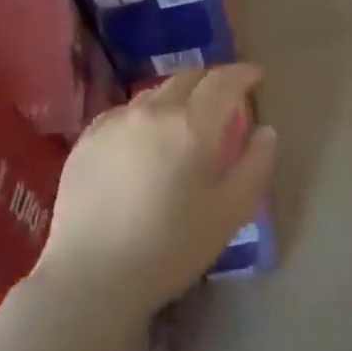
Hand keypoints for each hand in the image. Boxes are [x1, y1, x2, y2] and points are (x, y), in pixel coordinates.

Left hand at [35, 65, 276, 318]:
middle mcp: (152, 111)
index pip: (224, 81)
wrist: (93, 276)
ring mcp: (113, 122)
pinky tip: (144, 140)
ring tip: (184, 120)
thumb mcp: (231, 211)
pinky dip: (144, 115)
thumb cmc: (172, 247)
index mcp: (192, 124)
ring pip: (154, 94)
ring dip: (177, 97)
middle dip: (211, 81)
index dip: (243, 74)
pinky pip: (124, 113)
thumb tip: (265, 131)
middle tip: (224, 99)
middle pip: (187, 78)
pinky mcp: (86, 140)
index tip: (256, 78)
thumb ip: (255, 165)